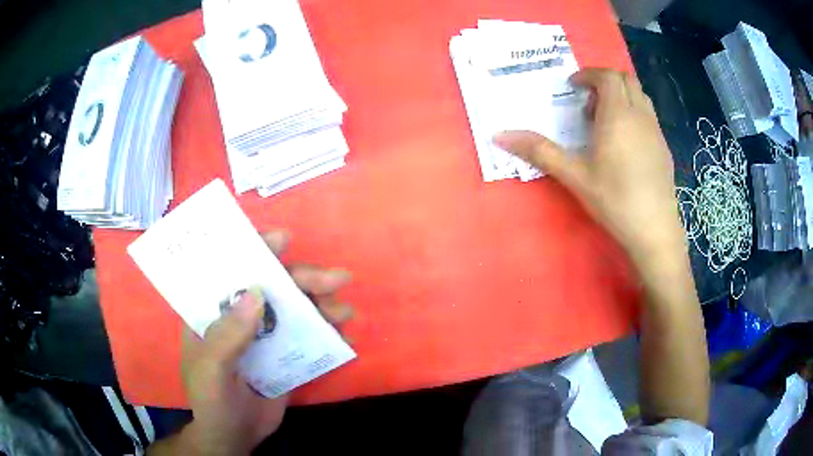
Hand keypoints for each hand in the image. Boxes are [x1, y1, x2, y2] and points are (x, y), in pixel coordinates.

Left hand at [154, 230, 352, 455]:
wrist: (235, 437)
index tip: (282, 240)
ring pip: (294, 308)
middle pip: (272, 286)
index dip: (254, 249)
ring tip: (345, 311)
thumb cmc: (211, 401)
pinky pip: (307, 335)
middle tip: (336, 278)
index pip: (230, 268)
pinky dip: (326, 330)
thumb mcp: (211, 370)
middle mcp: (238, 315)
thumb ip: (227, 335)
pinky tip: (343, 333)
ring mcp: (264, 335)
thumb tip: (258, 293)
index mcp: (212, 311)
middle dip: (303, 278)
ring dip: (321, 303)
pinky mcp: (284, 354)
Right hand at [494, 68, 683, 268]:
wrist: (655, 230)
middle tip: (587, 103)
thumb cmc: (615, 199)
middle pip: (626, 79)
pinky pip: (648, 115)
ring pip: (639, 96)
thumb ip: (539, 151)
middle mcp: (640, 115)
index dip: (588, 75)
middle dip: (604, 81)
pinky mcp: (664, 147)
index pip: (607, 76)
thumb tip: (499, 136)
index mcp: (618, 115)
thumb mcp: (574, 175)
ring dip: (620, 96)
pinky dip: (633, 113)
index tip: (572, 87)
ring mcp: (656, 131)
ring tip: (605, 121)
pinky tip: (624, 143)